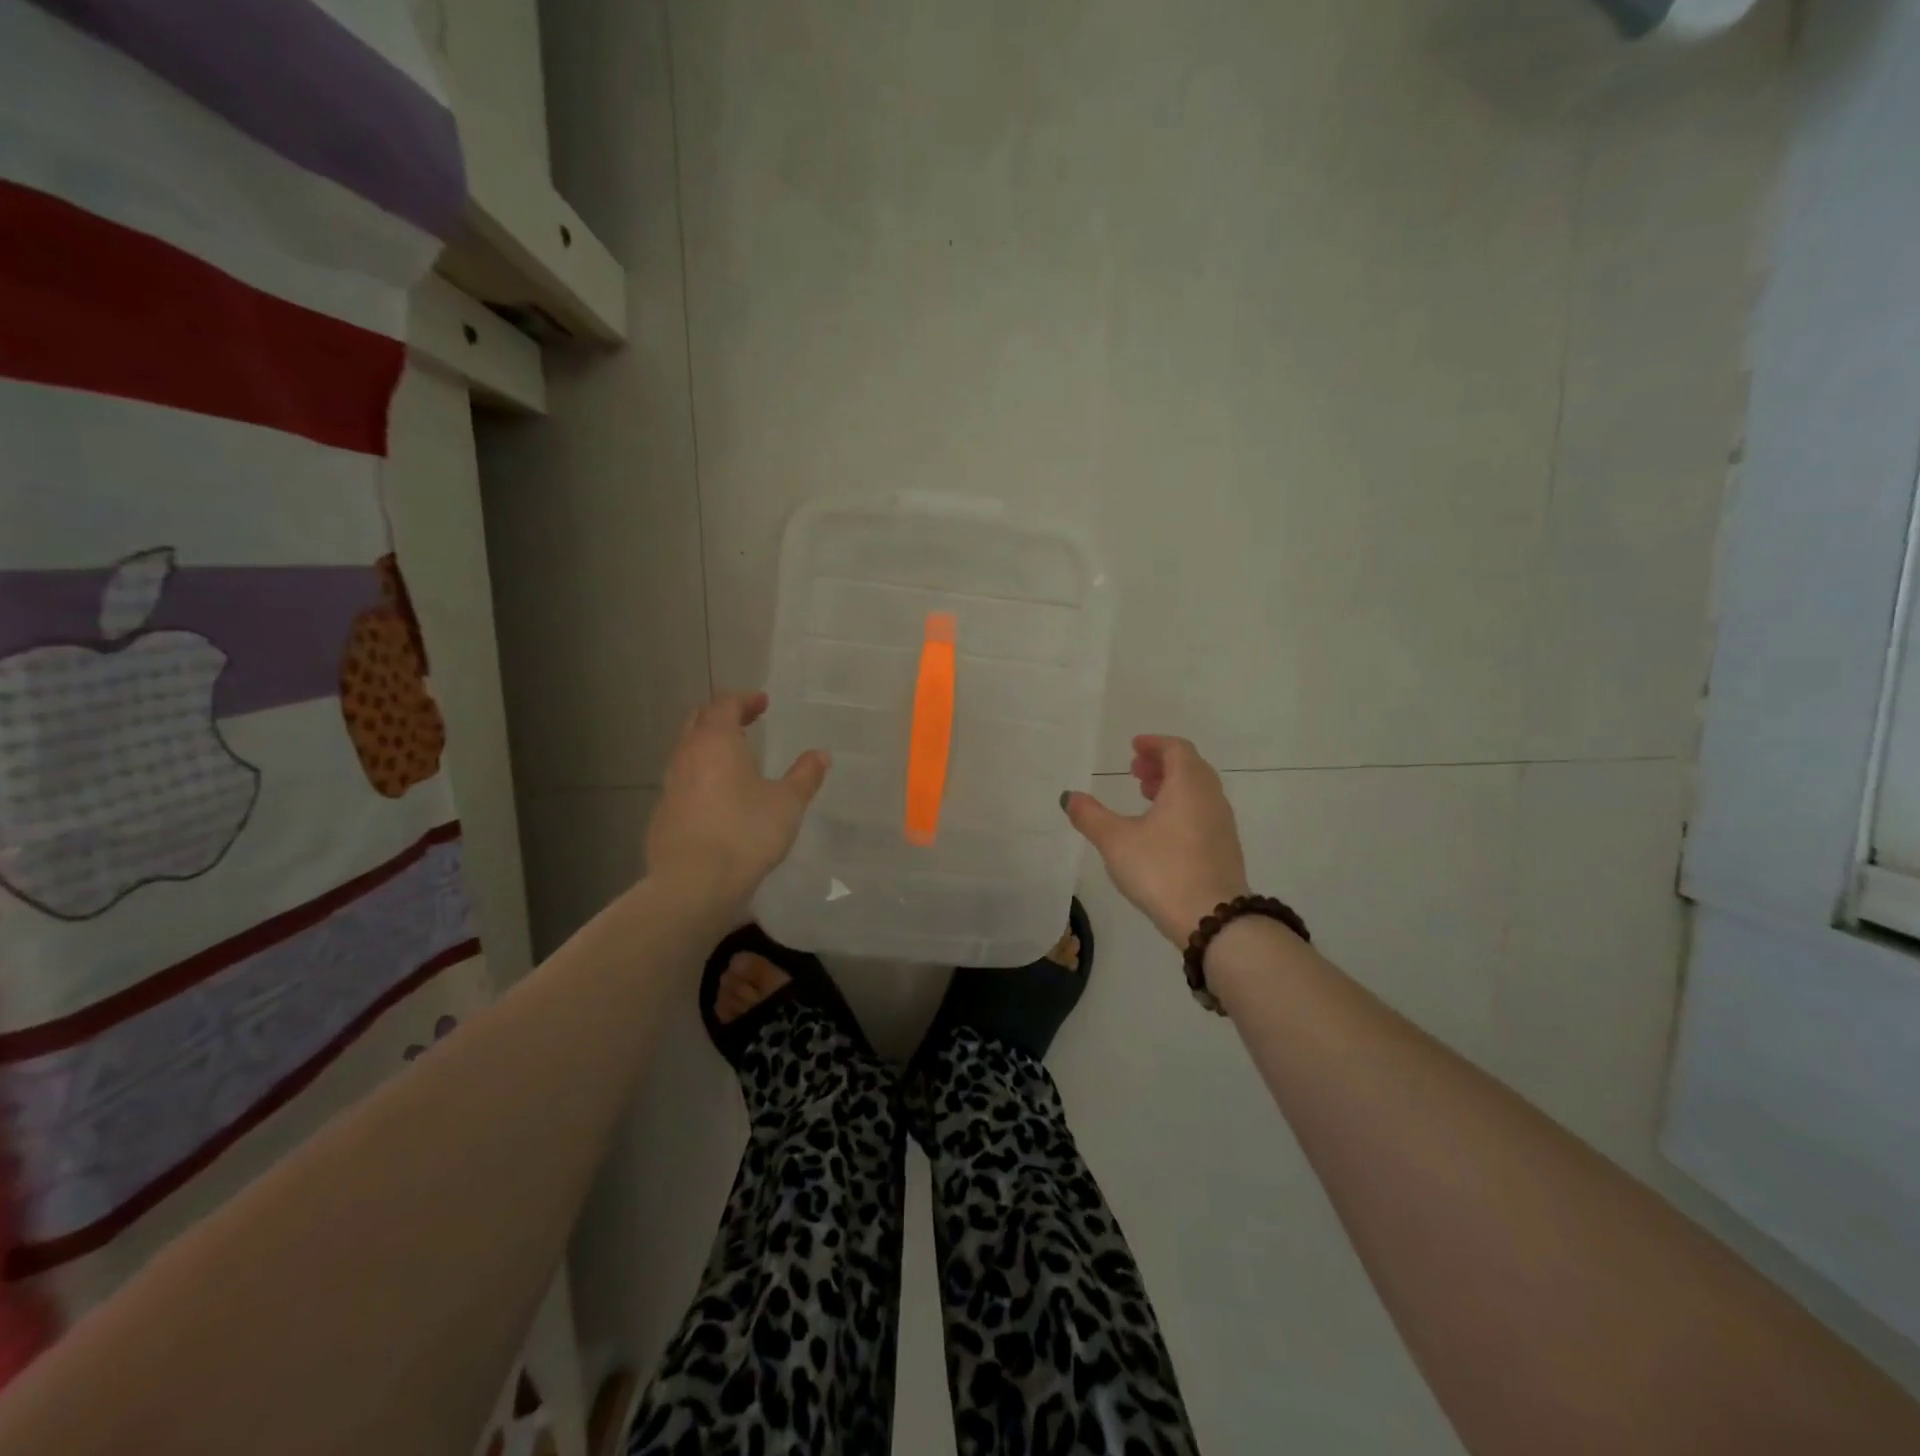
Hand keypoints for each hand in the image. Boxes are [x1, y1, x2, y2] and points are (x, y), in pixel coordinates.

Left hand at [645, 691, 829, 907]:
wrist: (693, 884)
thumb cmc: (745, 833)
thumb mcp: (787, 803)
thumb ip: (805, 775)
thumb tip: (821, 754)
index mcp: (716, 742)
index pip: (725, 705)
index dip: (745, 700)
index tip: (763, 702)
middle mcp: (687, 756)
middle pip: (699, 722)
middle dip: (722, 717)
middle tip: (746, 721)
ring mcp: (669, 786)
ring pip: (687, 752)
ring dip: (709, 748)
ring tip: (734, 759)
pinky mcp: (662, 814)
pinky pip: (683, 782)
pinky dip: (701, 777)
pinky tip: (718, 798)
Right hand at [1063, 735, 1249, 947]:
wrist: (1212, 919)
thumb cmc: (1162, 869)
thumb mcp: (1115, 841)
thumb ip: (1090, 815)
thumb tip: (1068, 796)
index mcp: (1188, 785)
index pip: (1177, 749)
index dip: (1154, 744)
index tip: (1134, 747)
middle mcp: (1211, 798)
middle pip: (1190, 768)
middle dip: (1162, 764)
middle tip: (1136, 772)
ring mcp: (1223, 824)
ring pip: (1198, 792)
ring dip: (1173, 787)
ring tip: (1145, 798)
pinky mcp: (1225, 849)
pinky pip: (1203, 813)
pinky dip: (1182, 807)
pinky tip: (1162, 831)